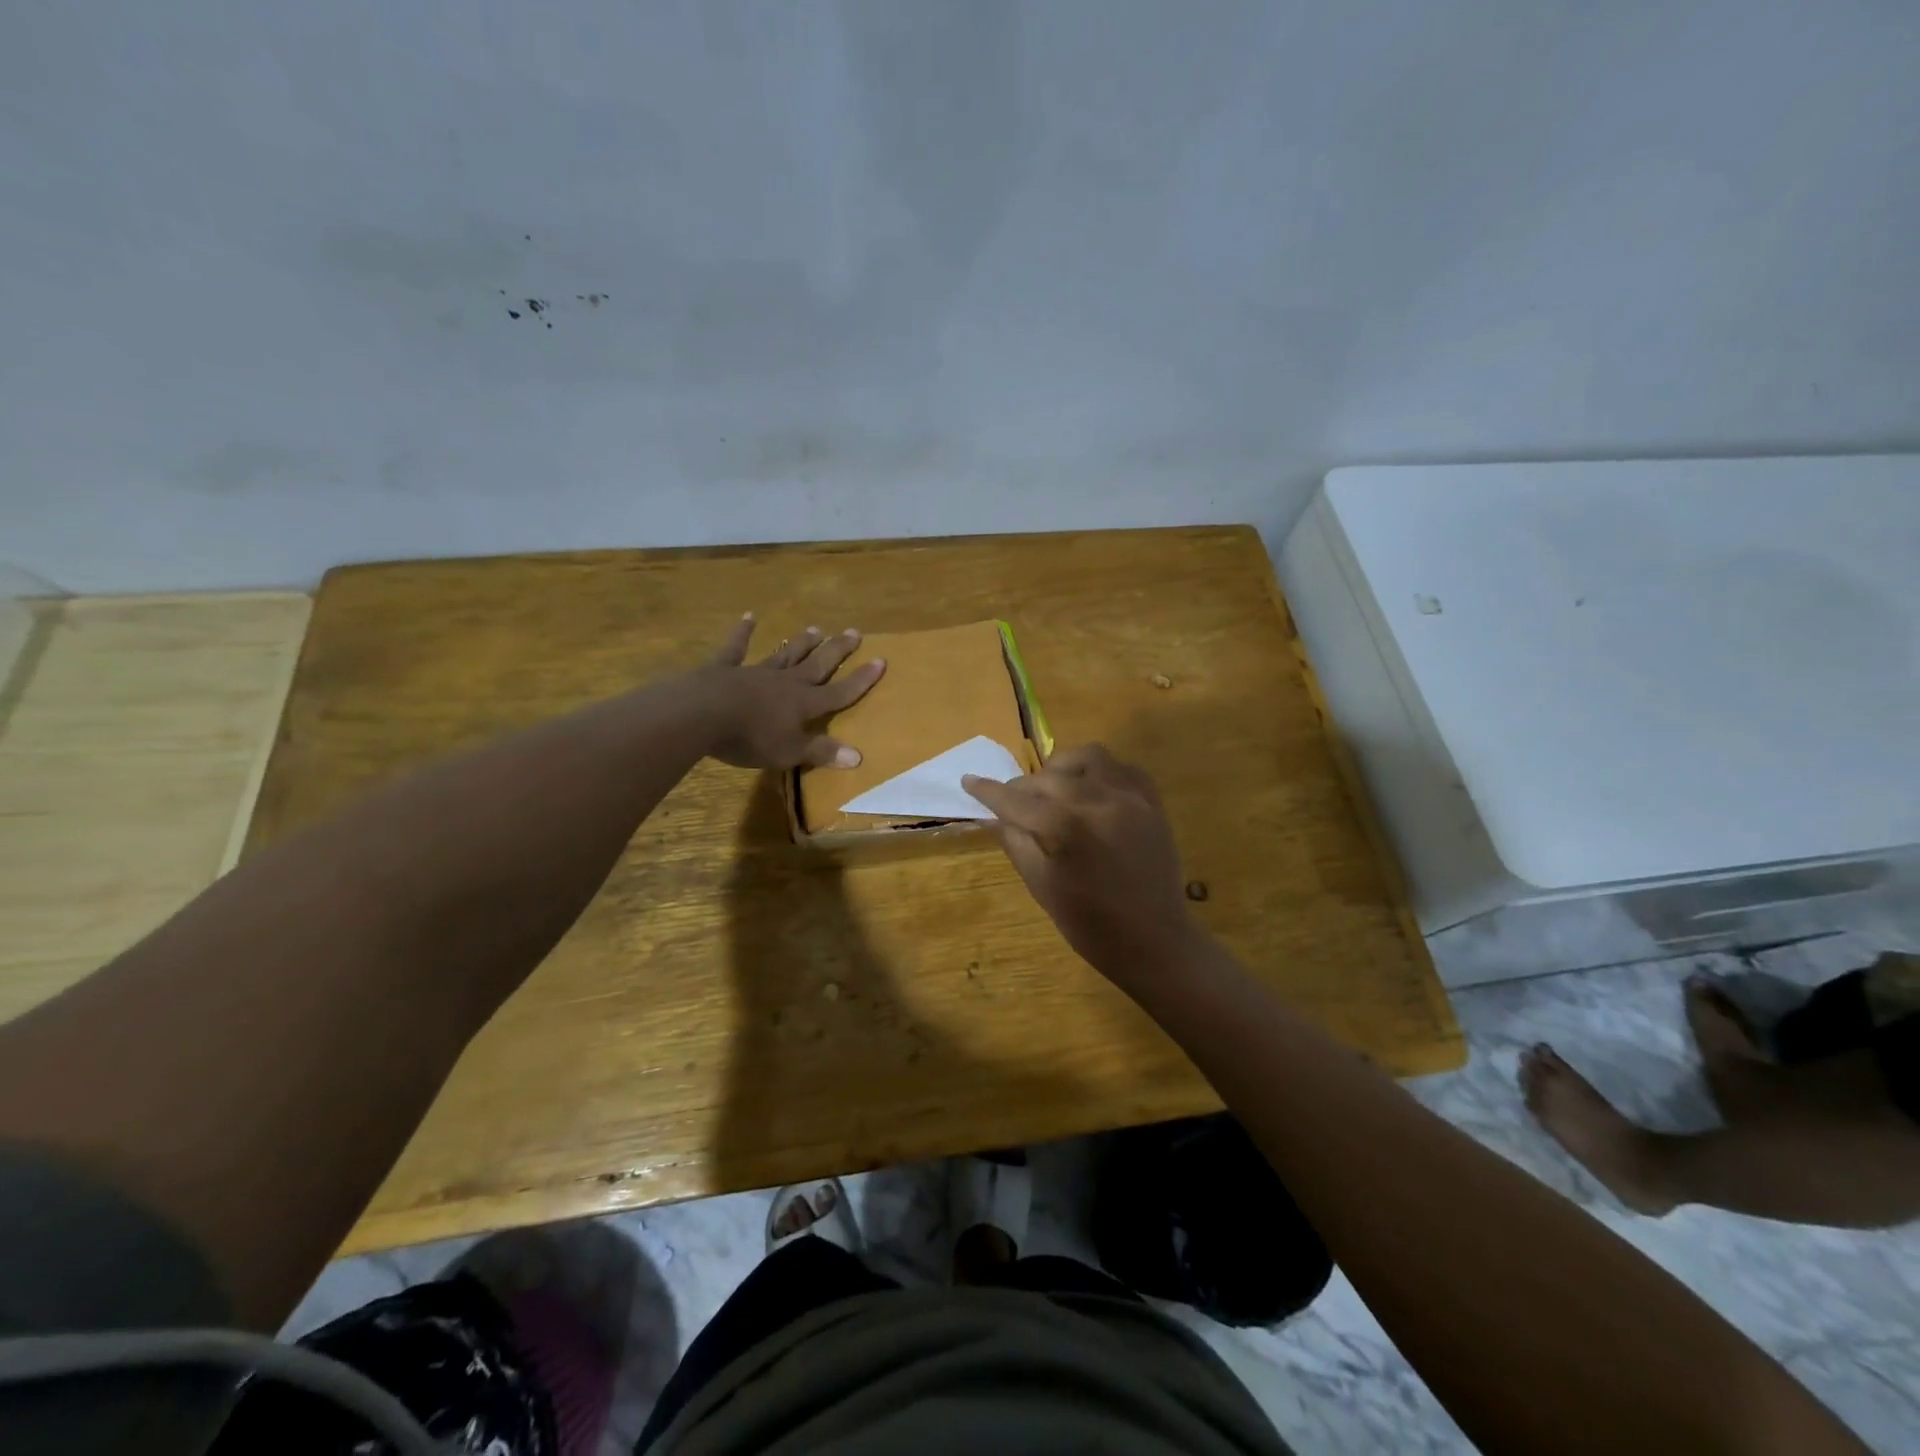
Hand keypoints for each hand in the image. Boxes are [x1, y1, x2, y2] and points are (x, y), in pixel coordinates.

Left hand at [700, 616, 886, 769]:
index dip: (861, 679)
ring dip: (801, 643)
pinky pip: (737, 648)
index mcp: (803, 704)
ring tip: (816, 628)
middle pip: (817, 664)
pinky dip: (743, 633)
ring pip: (785, 655)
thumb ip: (821, 752)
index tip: (881, 660)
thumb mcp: (789, 752)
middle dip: (837, 650)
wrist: (702, 713)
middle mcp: (786, 682)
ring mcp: (756, 672)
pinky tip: (749, 617)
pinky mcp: (725, 668)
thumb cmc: (750, 737)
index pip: (840, 692)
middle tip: (854, 632)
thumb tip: (858, 756)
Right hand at [963, 744, 1198, 983]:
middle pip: (1049, 777)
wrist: (1154, 942)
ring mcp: (1130, 798)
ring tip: (1054, 788)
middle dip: (1025, 786)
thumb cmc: (1090, 924)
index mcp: (1066, 827)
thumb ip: (1015, 842)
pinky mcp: (1152, 802)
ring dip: (1063, 768)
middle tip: (1014, 802)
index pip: (1016, 800)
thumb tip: (993, 814)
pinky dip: (1100, 771)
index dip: (988, 791)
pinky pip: (1122, 768)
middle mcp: (1098, 801)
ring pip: (1089, 758)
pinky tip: (1090, 790)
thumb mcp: (1041, 886)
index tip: (969, 781)